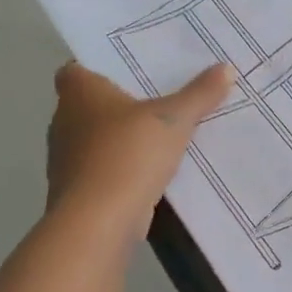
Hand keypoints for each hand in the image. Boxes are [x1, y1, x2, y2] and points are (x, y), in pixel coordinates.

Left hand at [45, 62, 232, 232]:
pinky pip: (102, 169)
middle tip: (155, 93)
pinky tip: (151, 169)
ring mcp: (66, 161)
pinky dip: (121, 167)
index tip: (126, 67)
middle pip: (87, 104)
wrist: (97, 225)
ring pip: (94, 139)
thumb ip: (200, 94)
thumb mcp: (174, 119)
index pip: (74, 69)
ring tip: (159, 130)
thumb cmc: (128, 155)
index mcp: (79, 94)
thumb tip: (227, 68)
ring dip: (119, 137)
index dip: (96, 66)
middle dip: (117, 102)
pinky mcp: (77, 192)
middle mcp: (64, 122)